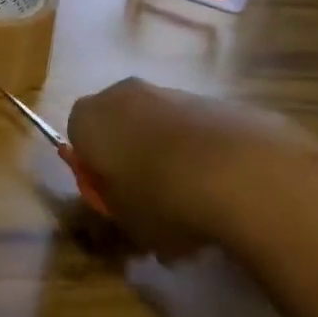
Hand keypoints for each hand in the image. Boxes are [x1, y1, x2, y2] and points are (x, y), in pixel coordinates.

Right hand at [67, 78, 317, 255]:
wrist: (240, 173)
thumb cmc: (162, 199)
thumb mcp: (126, 223)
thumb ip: (115, 209)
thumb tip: (123, 205)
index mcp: (89, 118)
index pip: (77, 136)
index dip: (94, 169)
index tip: (112, 199)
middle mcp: (123, 94)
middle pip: (120, 125)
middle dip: (132, 158)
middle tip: (149, 203)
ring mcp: (172, 92)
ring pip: (160, 127)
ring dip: (169, 156)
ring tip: (194, 207)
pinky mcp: (215, 100)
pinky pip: (198, 131)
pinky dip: (204, 154)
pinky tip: (224, 192)